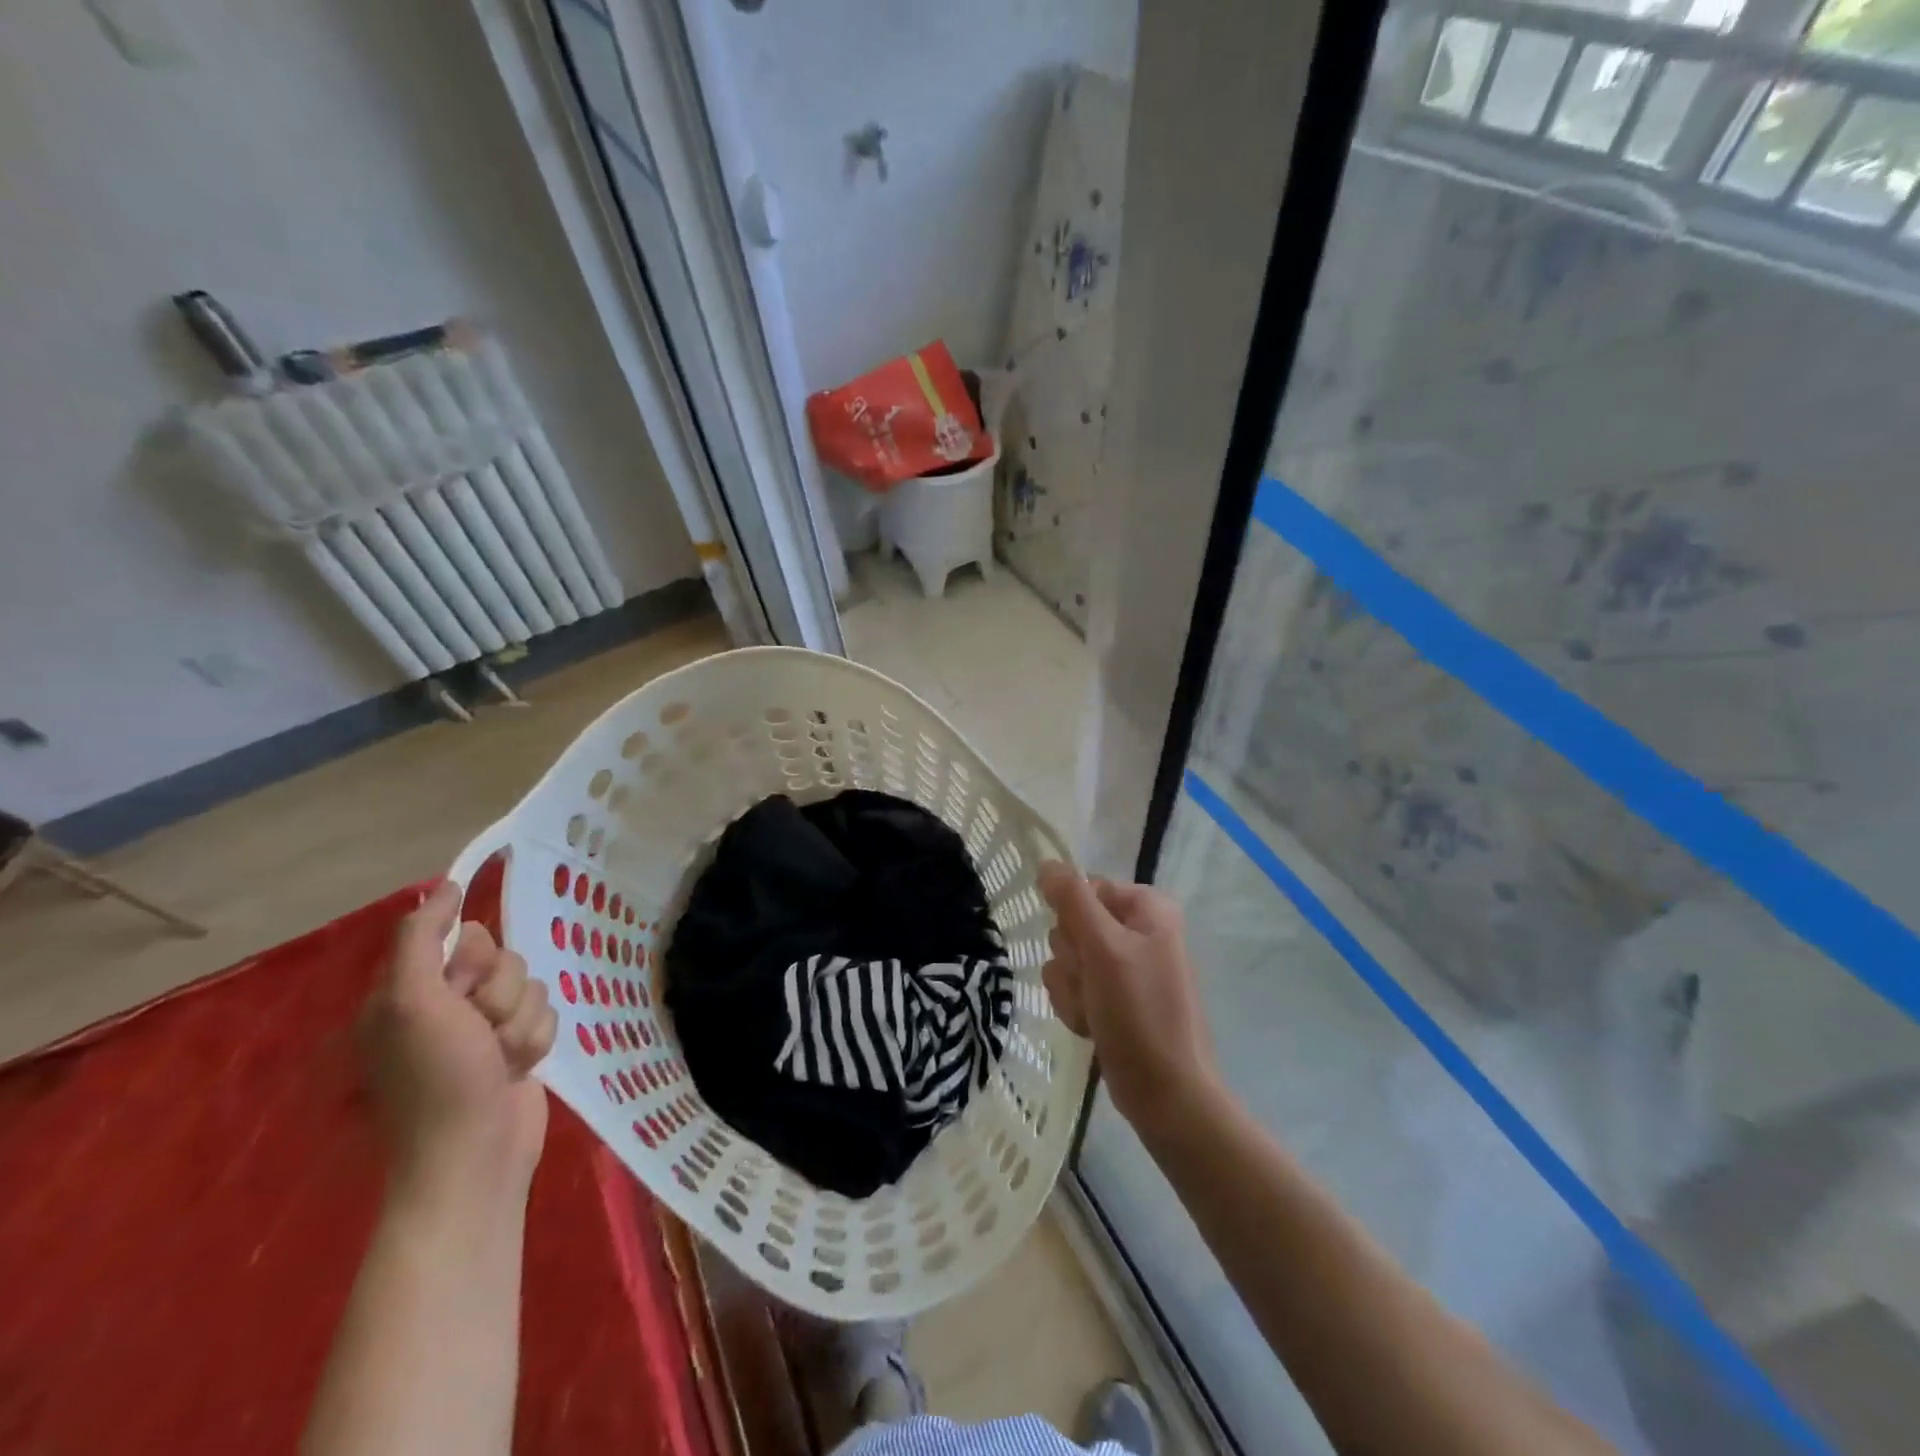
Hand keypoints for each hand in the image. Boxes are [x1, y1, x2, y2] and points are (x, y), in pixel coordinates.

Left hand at [361, 880, 557, 1192]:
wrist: (475, 1154)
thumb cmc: (438, 1079)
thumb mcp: (413, 1002)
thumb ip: (422, 939)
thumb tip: (446, 886)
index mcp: (412, 990)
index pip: (468, 937)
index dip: (477, 960)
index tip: (463, 992)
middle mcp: (448, 1004)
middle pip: (507, 960)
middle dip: (503, 995)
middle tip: (481, 1032)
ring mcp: (486, 1028)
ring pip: (533, 987)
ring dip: (522, 1022)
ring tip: (501, 1059)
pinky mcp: (518, 1047)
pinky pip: (549, 1015)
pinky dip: (537, 1041)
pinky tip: (519, 1069)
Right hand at [1038, 863, 1218, 1135]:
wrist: (1166, 1094)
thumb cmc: (1140, 1014)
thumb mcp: (1105, 949)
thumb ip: (1073, 900)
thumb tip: (1047, 863)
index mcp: (1146, 907)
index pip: (1082, 889)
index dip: (1074, 920)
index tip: (1088, 950)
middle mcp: (1136, 929)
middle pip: (1070, 924)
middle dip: (1073, 961)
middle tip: (1096, 985)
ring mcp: (1123, 965)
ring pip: (1064, 959)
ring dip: (1072, 989)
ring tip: (1098, 1013)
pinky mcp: (1111, 996)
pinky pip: (1071, 987)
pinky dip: (1077, 1008)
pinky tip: (1094, 1027)